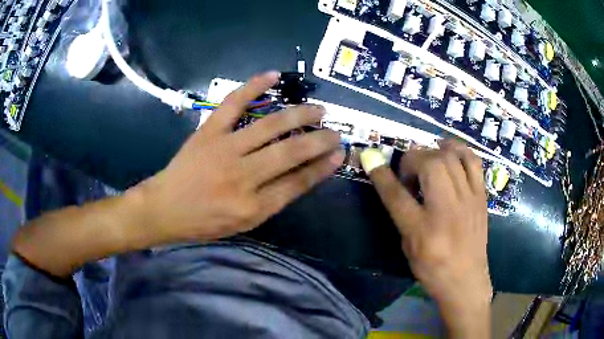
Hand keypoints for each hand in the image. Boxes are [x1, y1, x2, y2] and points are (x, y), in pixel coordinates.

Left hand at [134, 71, 344, 242]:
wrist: (166, 208)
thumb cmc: (205, 222)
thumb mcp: (244, 223)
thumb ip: (274, 200)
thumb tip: (303, 175)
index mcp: (253, 206)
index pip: (298, 182)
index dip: (322, 166)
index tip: (340, 153)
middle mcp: (242, 177)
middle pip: (291, 152)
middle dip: (319, 139)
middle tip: (336, 131)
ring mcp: (224, 149)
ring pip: (270, 126)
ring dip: (299, 114)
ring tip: (318, 109)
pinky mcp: (209, 131)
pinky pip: (233, 103)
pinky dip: (253, 86)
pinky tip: (273, 75)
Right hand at [361, 140, 491, 337]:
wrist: (466, 280)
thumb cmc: (433, 268)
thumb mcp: (408, 246)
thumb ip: (402, 213)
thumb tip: (395, 182)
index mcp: (422, 230)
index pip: (396, 195)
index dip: (381, 173)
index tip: (370, 157)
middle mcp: (447, 210)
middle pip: (430, 164)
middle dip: (412, 160)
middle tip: (409, 174)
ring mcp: (468, 199)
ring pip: (451, 157)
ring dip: (433, 152)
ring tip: (428, 160)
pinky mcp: (481, 196)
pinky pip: (473, 161)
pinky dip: (459, 150)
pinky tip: (450, 153)